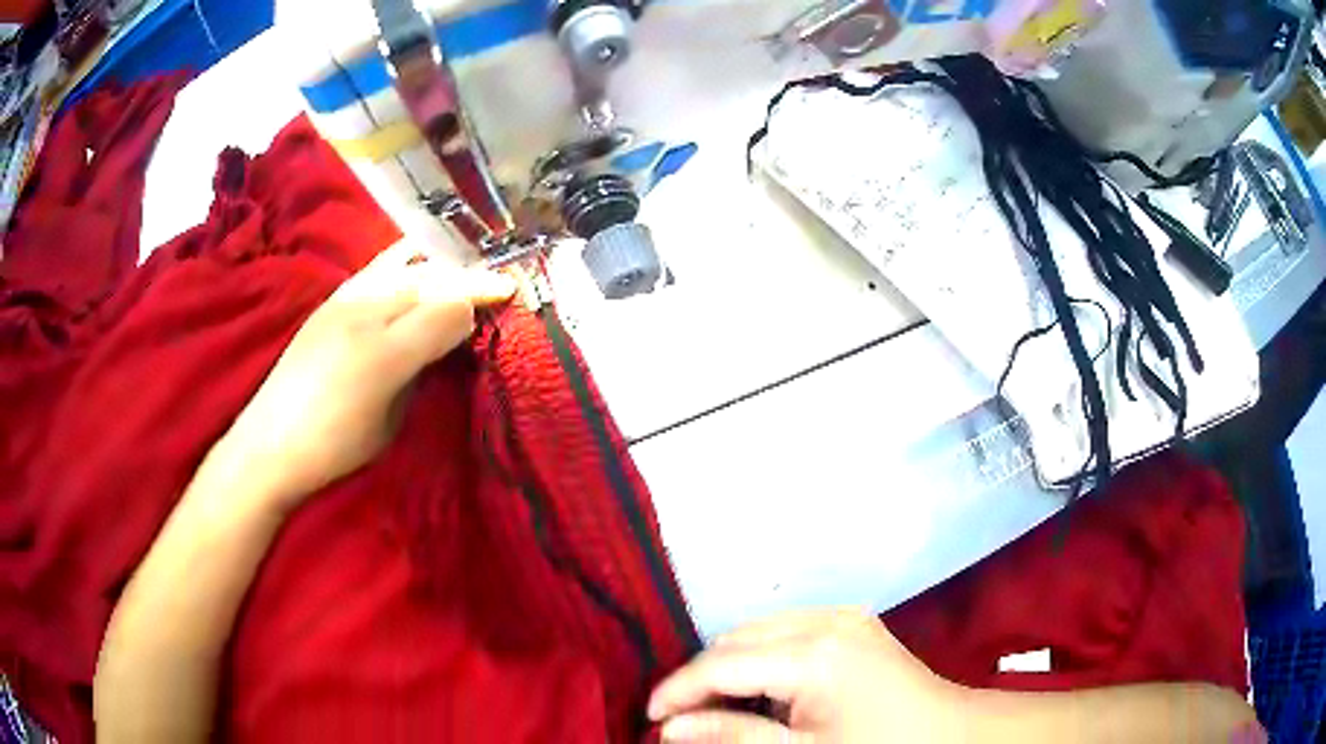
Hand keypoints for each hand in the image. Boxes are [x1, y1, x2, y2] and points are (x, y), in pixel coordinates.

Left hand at [213, 240, 514, 512]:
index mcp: (385, 355)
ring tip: (461, 272)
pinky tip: (418, 270)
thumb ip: (421, 372)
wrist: (270, 443)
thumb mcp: (391, 423)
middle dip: (469, 277)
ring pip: (405, 263)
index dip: (483, 298)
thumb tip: (446, 339)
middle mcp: (365, 314)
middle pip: (432, 278)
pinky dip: (407, 263)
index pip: (448, 308)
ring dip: (440, 265)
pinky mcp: (330, 300)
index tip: (511, 295)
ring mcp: (344, 300)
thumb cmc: (335, 447)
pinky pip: (378, 267)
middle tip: (497, 283)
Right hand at [648, 608, 967, 742]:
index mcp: (813, 654)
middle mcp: (824, 620)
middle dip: (702, 679)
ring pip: (758, 631)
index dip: (678, 690)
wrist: (949, 734)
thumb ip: (732, 737)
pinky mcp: (853, 621)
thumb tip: (670, 729)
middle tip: (686, 721)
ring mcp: (842, 615)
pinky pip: (787, 630)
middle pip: (735, 640)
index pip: (721, 664)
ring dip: (731, 667)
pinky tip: (765, 691)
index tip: (650, 719)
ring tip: (722, 709)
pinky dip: (763, 657)